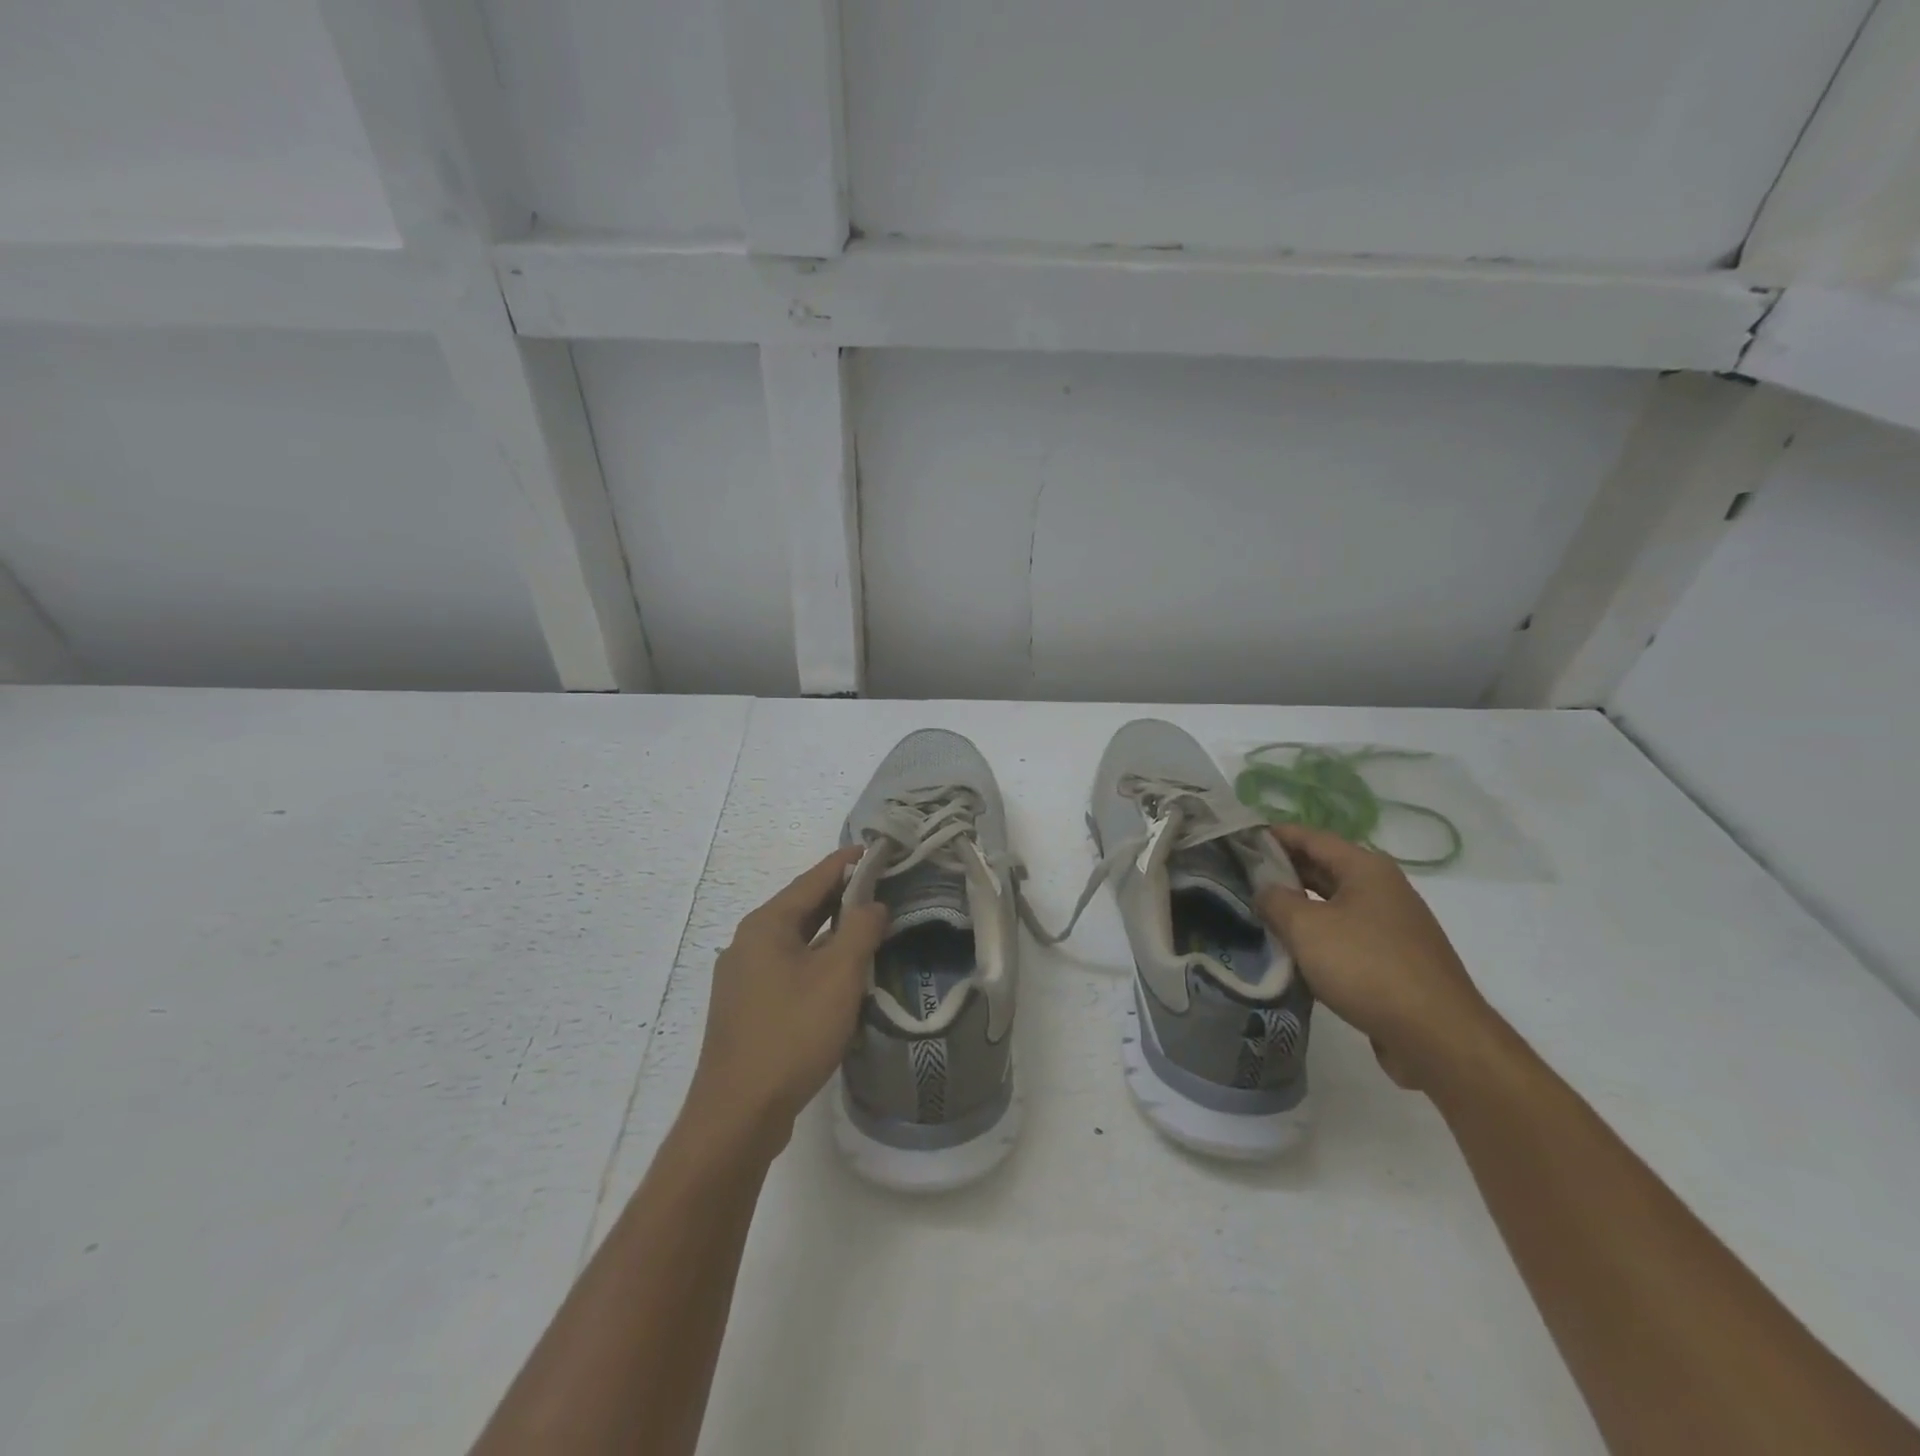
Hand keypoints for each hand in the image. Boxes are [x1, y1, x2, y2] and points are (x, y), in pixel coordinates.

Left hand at [686, 847, 889, 1150]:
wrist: (738, 1113)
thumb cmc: (792, 1033)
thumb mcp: (838, 975)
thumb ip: (860, 930)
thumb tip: (872, 904)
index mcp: (766, 925)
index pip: (812, 879)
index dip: (846, 863)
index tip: (875, 849)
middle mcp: (748, 943)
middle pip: (801, 907)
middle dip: (840, 895)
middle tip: (881, 886)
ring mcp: (743, 978)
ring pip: (795, 940)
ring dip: (830, 930)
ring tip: (867, 925)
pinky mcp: (747, 1008)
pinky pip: (788, 968)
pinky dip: (817, 959)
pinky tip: (839, 974)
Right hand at [1256, 823, 1500, 1090]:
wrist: (1436, 1035)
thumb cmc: (1366, 967)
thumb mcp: (1306, 928)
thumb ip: (1275, 900)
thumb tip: (1264, 890)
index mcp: (1366, 868)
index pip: (1311, 836)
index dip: (1273, 834)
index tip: (1238, 839)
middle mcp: (1383, 888)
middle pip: (1323, 866)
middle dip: (1283, 869)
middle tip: (1239, 875)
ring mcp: (1391, 925)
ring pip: (1333, 902)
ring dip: (1298, 904)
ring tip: (1258, 910)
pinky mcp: (1394, 958)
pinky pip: (1346, 933)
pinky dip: (1318, 933)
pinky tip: (1293, 948)